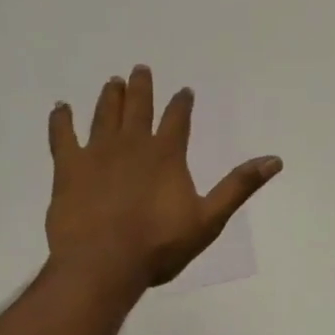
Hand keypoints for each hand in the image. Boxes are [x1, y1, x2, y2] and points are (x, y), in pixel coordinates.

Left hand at [47, 65, 281, 294]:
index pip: (178, 118)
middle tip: (140, 69)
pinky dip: (61, 120)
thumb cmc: (158, 245)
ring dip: (109, 97)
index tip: (184, 91)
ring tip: (112, 81)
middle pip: (138, 106)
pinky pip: (62, 136)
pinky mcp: (68, 168)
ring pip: (104, 115)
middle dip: (141, 87)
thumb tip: (274, 160)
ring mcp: (97, 153)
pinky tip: (60, 107)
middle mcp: (132, 143)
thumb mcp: (209, 219)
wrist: (102, 265)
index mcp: (166, 153)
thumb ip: (239, 186)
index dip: (182, 103)